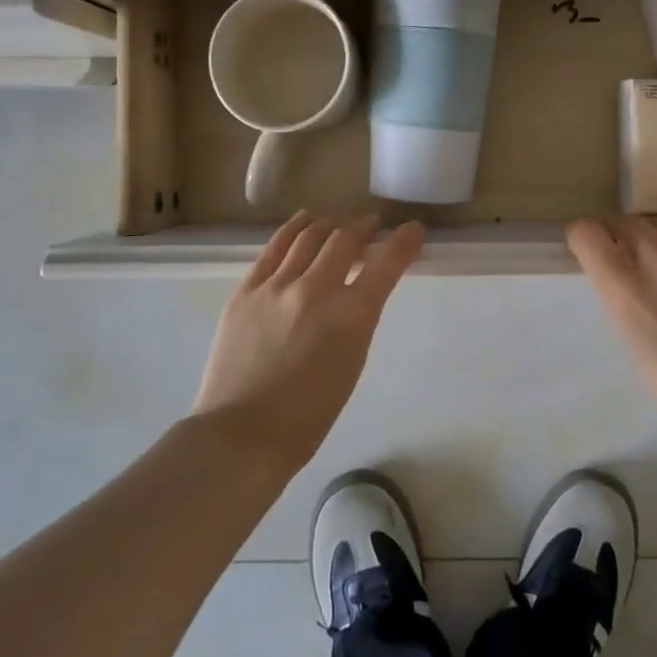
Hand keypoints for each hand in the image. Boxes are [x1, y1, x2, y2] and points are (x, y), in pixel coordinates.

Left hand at [193, 213, 424, 473]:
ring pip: (309, 236)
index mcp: (352, 315)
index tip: (414, 230)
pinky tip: (303, 222)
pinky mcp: (246, 290)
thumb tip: (357, 290)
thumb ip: (357, 319)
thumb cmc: (309, 414)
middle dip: (364, 228)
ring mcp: (277, 286)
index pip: (387, 263)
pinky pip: (274, 247)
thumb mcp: (352, 362)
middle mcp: (316, 289)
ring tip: (337, 225)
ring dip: (330, 226)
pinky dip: (293, 229)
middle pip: (346, 239)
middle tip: (371, 226)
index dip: (405, 241)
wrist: (242, 433)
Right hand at [567, 216, 656, 448]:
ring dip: (655, 231)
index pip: (588, 236)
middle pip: (627, 223)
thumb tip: (624, 282)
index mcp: (627, 293)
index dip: (582, 237)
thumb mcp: (637, 349)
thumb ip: (625, 305)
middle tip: (618, 247)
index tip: (585, 248)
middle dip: (616, 231)